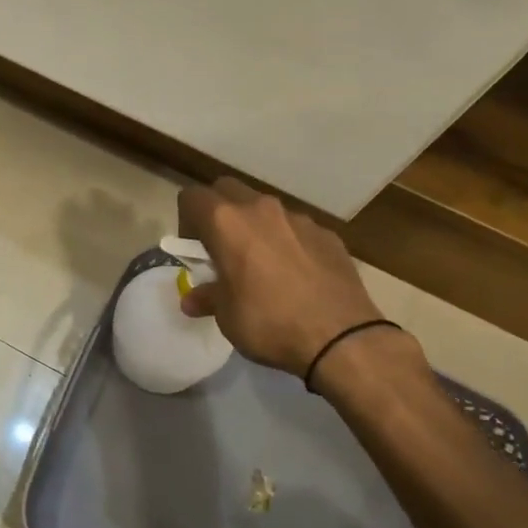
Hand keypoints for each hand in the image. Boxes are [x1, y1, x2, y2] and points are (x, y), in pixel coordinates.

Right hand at [177, 178, 403, 386]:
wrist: (342, 337)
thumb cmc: (269, 322)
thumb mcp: (227, 316)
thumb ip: (208, 297)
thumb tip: (192, 299)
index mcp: (226, 222)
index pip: (192, 197)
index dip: (186, 220)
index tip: (194, 249)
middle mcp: (260, 209)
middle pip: (227, 190)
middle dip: (219, 212)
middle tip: (222, 248)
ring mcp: (298, 218)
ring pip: (265, 209)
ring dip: (256, 226)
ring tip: (263, 264)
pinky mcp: (327, 234)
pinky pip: (297, 229)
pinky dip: (288, 242)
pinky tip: (297, 275)